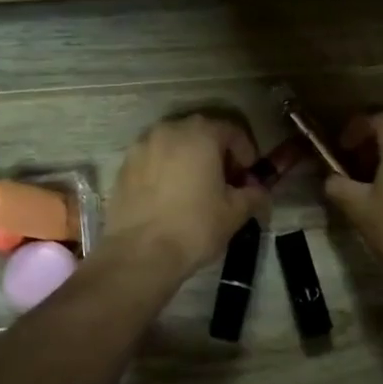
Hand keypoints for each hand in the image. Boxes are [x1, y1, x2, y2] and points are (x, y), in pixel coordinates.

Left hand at [100, 115, 265, 283]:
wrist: (140, 253)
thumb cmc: (195, 227)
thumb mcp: (235, 212)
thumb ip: (253, 194)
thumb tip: (259, 191)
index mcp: (200, 134)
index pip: (231, 130)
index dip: (245, 151)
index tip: (248, 175)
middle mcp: (168, 130)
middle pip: (201, 132)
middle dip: (217, 152)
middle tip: (225, 181)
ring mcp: (141, 146)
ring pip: (174, 144)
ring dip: (189, 159)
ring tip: (196, 187)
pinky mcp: (124, 166)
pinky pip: (153, 160)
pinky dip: (165, 169)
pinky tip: (170, 196)